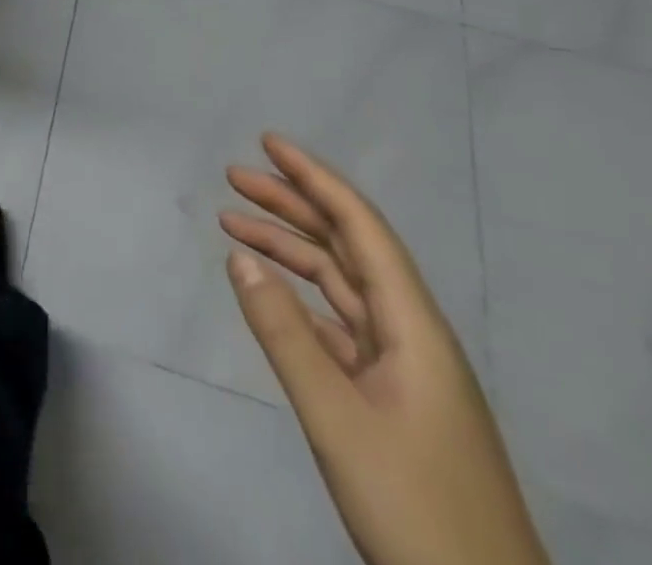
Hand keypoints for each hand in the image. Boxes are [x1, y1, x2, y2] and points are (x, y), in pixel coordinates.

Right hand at [221, 134, 548, 564]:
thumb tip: (239, 256)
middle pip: (347, 247)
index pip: (360, 227)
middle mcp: (412, 334)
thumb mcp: (339, 420)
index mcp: (414, 327)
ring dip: (290, 250)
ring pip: (340, 285)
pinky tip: (269, 294)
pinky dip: (300, 299)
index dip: (315, 178)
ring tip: (234, 224)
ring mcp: (404, 370)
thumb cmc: (417, 509)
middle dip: (292, 205)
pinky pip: (339, 325)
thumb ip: (285, 334)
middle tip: (234, 176)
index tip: (268, 143)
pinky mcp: (393, 401)